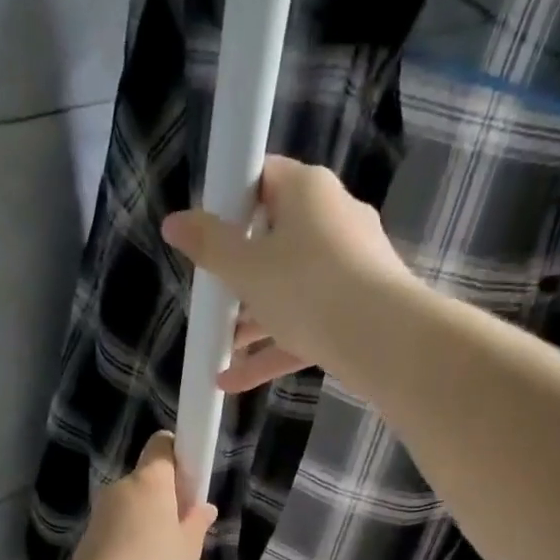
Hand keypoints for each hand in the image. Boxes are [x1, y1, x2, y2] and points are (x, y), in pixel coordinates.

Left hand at [71, 431, 217, 559]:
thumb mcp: (188, 549)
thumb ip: (197, 523)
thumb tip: (204, 507)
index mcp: (150, 480)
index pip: (162, 445)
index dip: (176, 454)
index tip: (188, 479)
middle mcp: (121, 486)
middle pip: (146, 480)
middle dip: (162, 498)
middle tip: (180, 529)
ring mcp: (100, 511)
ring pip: (129, 506)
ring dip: (143, 521)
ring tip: (158, 557)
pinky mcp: (86, 536)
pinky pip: (114, 529)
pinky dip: (125, 540)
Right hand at [162, 155, 418, 393]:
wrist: (385, 339)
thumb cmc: (308, 288)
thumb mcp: (247, 269)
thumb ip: (209, 246)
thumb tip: (174, 222)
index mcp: (308, 191)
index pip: (262, 178)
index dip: (230, 203)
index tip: (208, 235)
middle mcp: (334, 219)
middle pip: (275, 238)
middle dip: (239, 273)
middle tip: (212, 296)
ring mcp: (350, 267)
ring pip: (290, 289)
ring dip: (253, 319)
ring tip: (219, 347)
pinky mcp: (357, 310)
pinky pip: (307, 323)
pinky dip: (274, 348)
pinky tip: (233, 381)